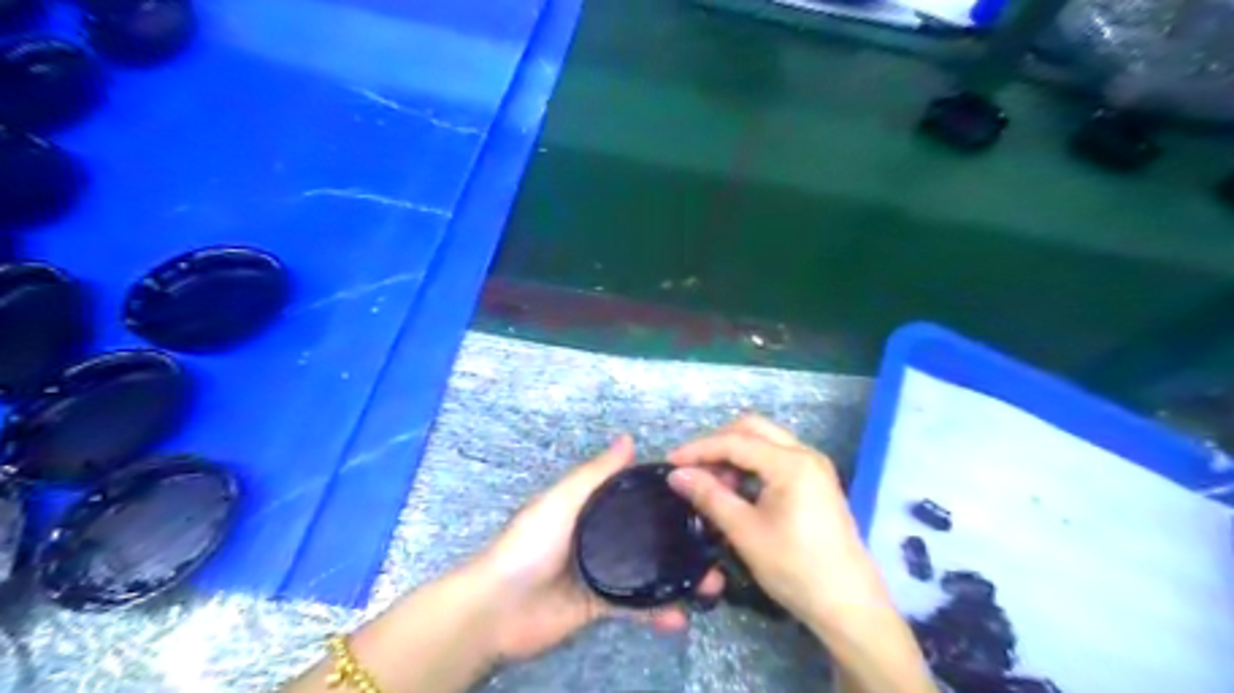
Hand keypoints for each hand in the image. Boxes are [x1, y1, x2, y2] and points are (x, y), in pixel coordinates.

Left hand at [473, 436, 724, 662]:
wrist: (497, 608)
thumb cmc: (530, 544)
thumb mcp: (562, 501)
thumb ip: (596, 474)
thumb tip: (629, 439)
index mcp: (592, 507)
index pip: (637, 496)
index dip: (668, 494)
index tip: (705, 493)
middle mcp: (602, 536)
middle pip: (650, 535)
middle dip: (682, 540)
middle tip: (717, 544)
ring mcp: (604, 572)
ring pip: (650, 572)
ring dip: (679, 578)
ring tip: (712, 582)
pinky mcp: (601, 606)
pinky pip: (636, 607)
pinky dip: (658, 612)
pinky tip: (682, 617)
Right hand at [671, 415, 891, 629]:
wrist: (848, 605)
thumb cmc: (795, 568)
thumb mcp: (746, 532)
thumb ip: (710, 496)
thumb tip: (677, 475)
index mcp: (791, 463)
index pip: (735, 441)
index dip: (699, 449)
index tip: (670, 463)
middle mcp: (805, 453)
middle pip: (752, 429)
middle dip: (717, 443)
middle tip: (692, 468)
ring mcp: (813, 466)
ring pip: (764, 441)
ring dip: (734, 453)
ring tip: (712, 483)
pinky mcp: (815, 480)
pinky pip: (776, 457)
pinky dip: (751, 465)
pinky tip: (736, 489)